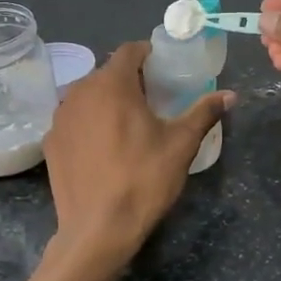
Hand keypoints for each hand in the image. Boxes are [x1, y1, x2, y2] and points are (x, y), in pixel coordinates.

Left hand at [42, 42, 231, 273]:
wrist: (97, 230)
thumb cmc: (143, 180)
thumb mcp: (181, 145)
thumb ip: (203, 113)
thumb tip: (230, 95)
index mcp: (112, 84)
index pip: (129, 50)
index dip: (147, 55)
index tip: (163, 70)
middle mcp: (79, 91)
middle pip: (107, 73)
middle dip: (129, 80)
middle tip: (152, 101)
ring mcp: (60, 117)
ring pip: (87, 96)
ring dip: (106, 101)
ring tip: (127, 125)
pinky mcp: (50, 142)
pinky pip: (73, 120)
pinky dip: (88, 124)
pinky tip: (102, 149)